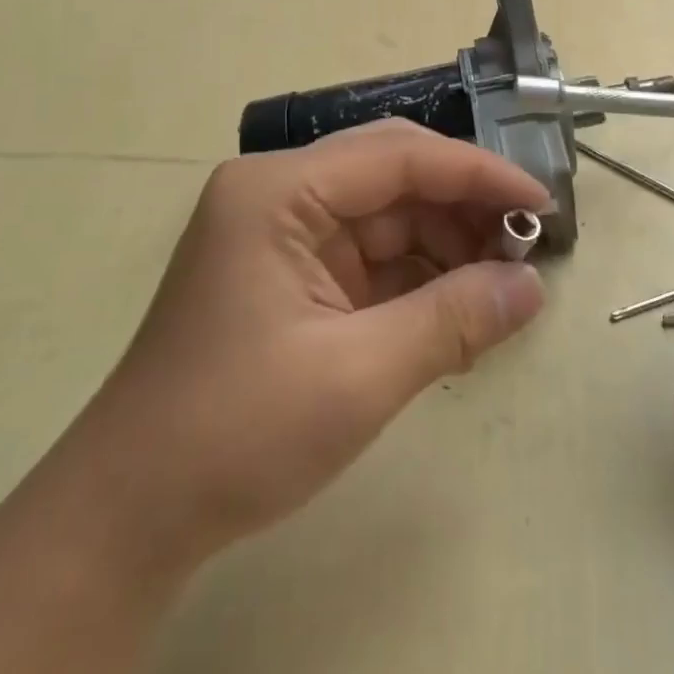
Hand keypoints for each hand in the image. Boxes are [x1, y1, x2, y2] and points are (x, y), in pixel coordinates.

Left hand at [93, 120, 547, 563]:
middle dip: (465, 208)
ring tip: (502, 285)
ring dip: (448, 245)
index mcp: (279, 192)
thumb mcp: (358, 376)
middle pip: (395, 176)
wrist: (130, 516)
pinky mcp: (293, 275)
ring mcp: (285, 235)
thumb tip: (533, 288)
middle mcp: (280, 195)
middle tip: (528, 247)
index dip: (479, 175)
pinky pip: (373, 257)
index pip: (400, 157)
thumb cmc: (235, 434)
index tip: (543, 204)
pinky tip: (460, 307)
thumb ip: (454, 320)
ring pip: (389, 216)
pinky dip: (420, 278)